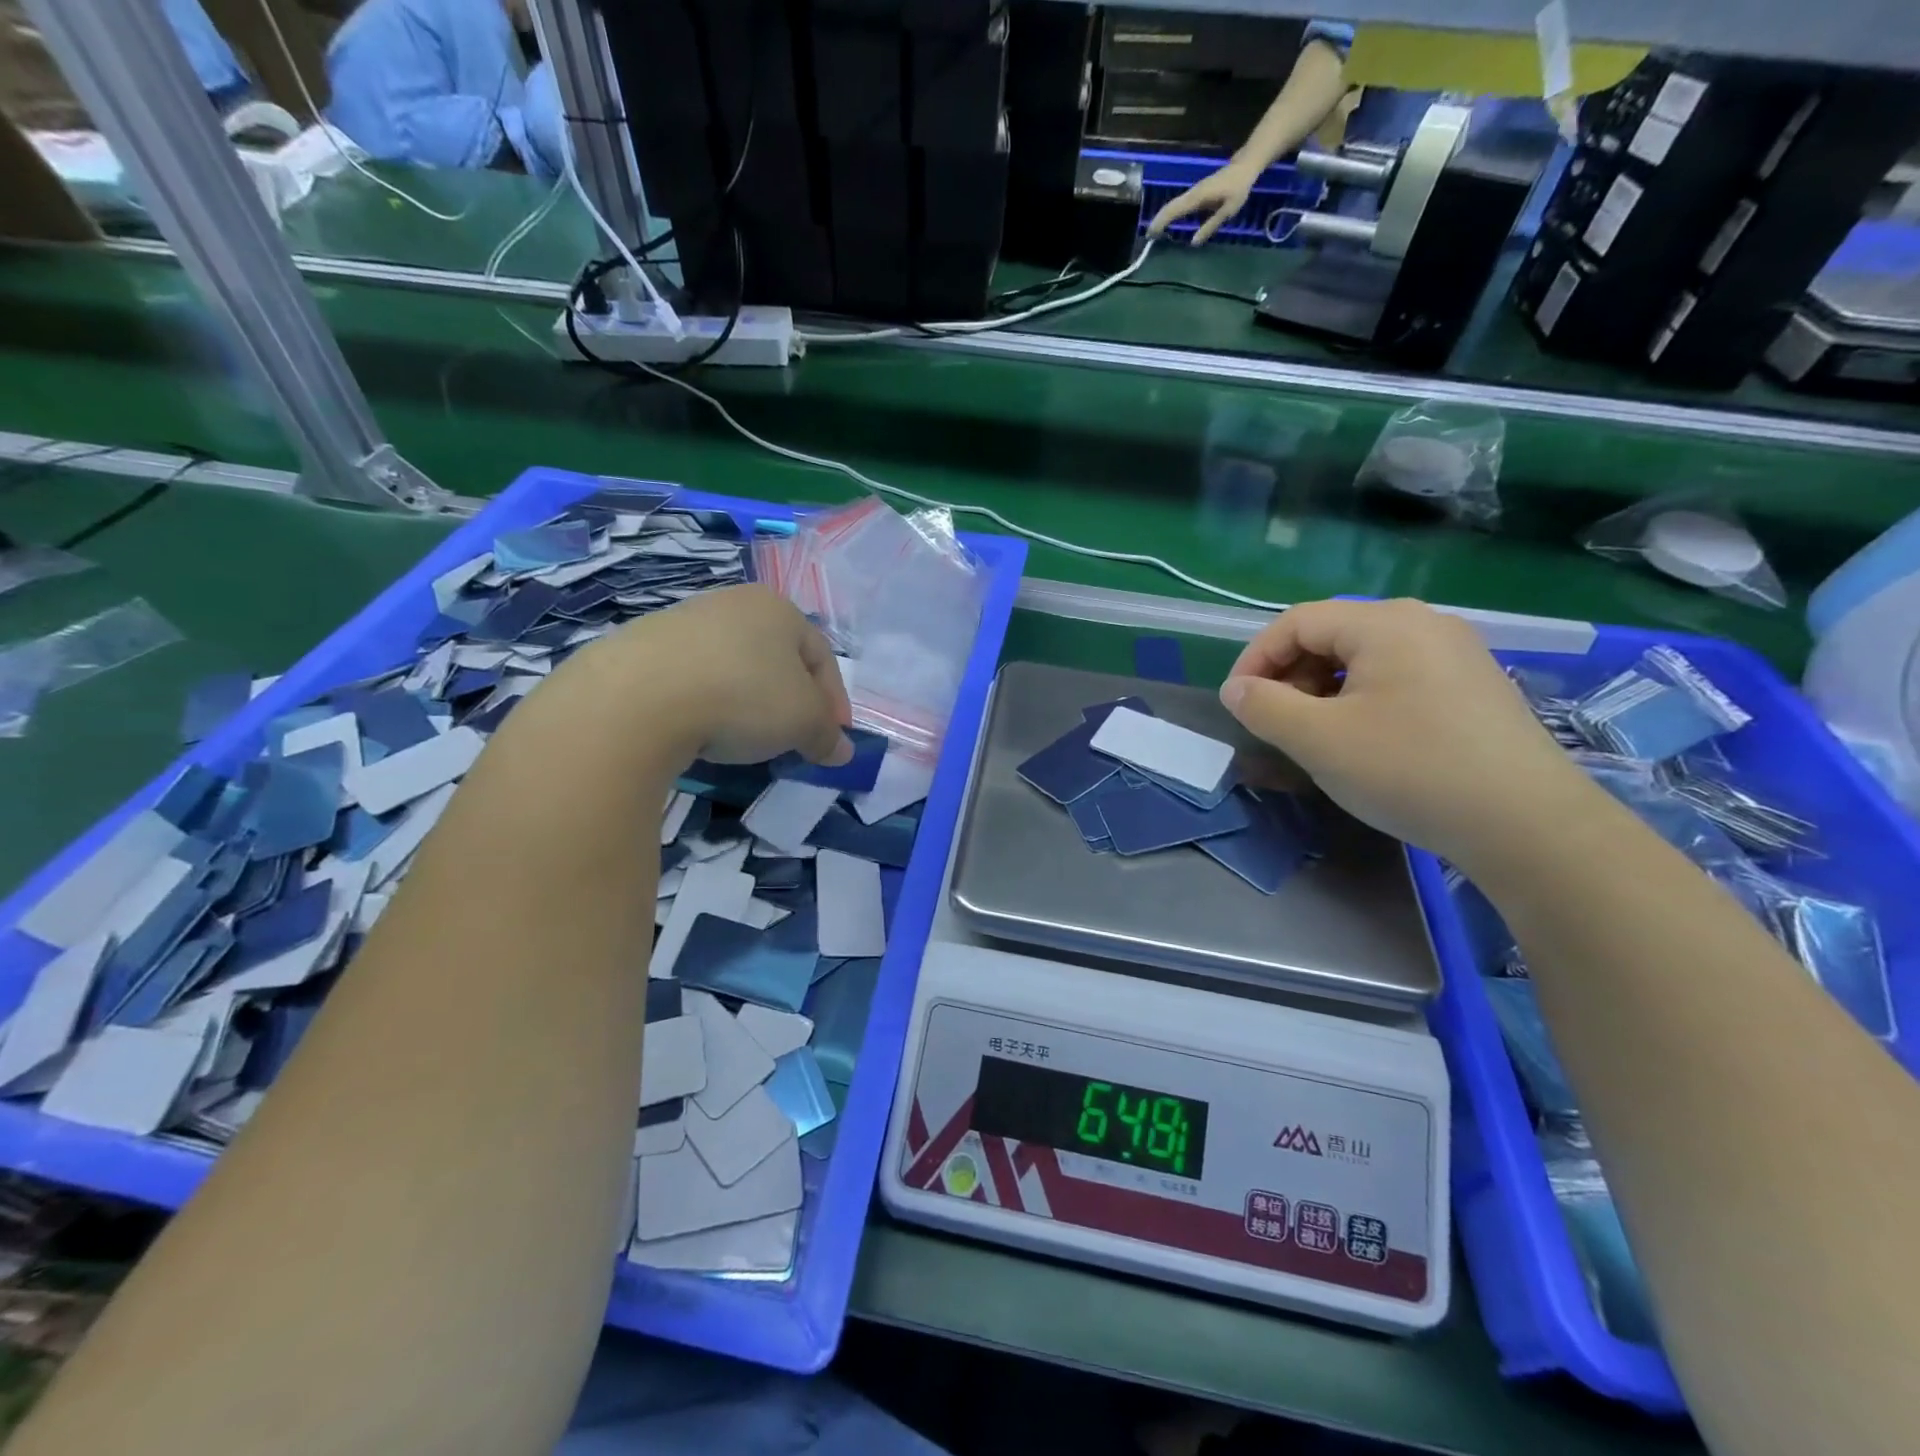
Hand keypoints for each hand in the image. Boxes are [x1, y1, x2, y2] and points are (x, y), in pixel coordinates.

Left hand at [606, 585, 852, 766]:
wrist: (638, 697)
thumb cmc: (743, 696)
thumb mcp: (803, 722)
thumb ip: (827, 735)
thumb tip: (841, 751)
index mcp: (778, 608)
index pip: (821, 657)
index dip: (834, 702)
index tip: (833, 740)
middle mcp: (733, 604)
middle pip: (777, 660)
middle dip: (791, 702)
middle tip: (795, 740)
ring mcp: (684, 621)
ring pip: (735, 667)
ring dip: (749, 703)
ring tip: (746, 740)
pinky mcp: (643, 646)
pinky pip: (694, 679)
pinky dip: (709, 704)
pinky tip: (703, 731)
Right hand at [1147, 161, 1257, 244]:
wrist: (1244, 166)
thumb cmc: (1238, 188)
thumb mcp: (1228, 210)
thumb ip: (1211, 226)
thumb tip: (1193, 243)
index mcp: (1198, 197)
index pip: (1175, 209)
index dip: (1162, 221)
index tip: (1151, 234)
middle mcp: (1192, 193)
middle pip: (1171, 206)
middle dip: (1158, 220)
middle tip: (1148, 235)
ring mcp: (1193, 191)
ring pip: (1174, 204)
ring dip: (1163, 216)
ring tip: (1155, 231)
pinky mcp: (1196, 193)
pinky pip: (1180, 204)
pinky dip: (1172, 213)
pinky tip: (1169, 222)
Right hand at [1218, 599, 1598, 865]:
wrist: (1527, 824)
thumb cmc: (1410, 770)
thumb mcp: (1318, 739)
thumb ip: (1264, 706)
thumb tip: (1236, 689)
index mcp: (1385, 623)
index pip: (1296, 622)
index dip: (1255, 658)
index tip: (1237, 703)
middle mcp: (1424, 623)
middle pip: (1331, 634)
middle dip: (1290, 674)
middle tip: (1275, 721)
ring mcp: (1455, 653)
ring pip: (1364, 656)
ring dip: (1322, 688)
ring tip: (1314, 733)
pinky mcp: (1472, 685)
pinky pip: (1397, 675)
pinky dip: (1361, 697)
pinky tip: (1363, 738)